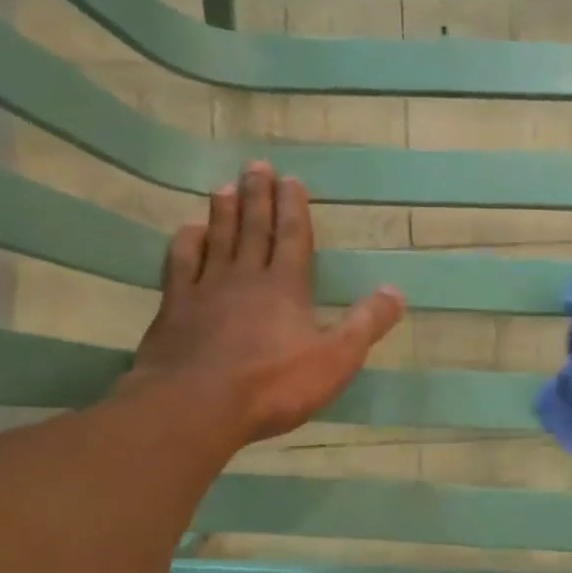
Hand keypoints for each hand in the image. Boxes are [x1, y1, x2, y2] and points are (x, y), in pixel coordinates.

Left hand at [123, 161, 405, 446]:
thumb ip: (365, 324)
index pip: (293, 237)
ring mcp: (206, 290)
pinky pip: (180, 265)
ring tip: (226, 187)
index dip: (293, 208)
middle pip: (254, 228)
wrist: (196, 406)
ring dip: (224, 212)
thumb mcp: (335, 360)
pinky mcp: (175, 308)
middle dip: (258, 197)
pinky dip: (186, 244)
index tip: (291, 180)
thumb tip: (396, 292)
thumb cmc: (272, 386)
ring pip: (217, 239)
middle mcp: (246, 277)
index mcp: (286, 287)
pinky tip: (189, 232)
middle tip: (257, 166)